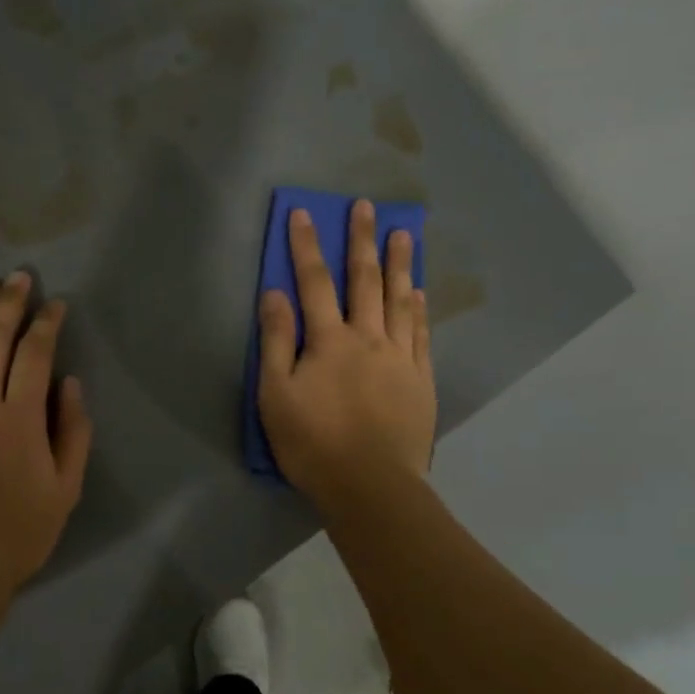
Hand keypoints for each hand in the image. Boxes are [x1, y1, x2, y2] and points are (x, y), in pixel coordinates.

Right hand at [258, 201, 435, 506]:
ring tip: (404, 233)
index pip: (314, 283)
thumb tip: (273, 294)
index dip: (306, 246)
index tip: (304, 213)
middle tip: (367, 206)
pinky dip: (418, 309)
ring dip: (399, 264)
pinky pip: (420, 334)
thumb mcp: (276, 395)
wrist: (371, 486)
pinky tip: (419, 292)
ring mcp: (400, 357)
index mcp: (328, 341)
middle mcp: (367, 338)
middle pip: (364, 281)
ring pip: (399, 300)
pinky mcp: (420, 380)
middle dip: (361, 241)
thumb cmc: (313, 443)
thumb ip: (276, 342)